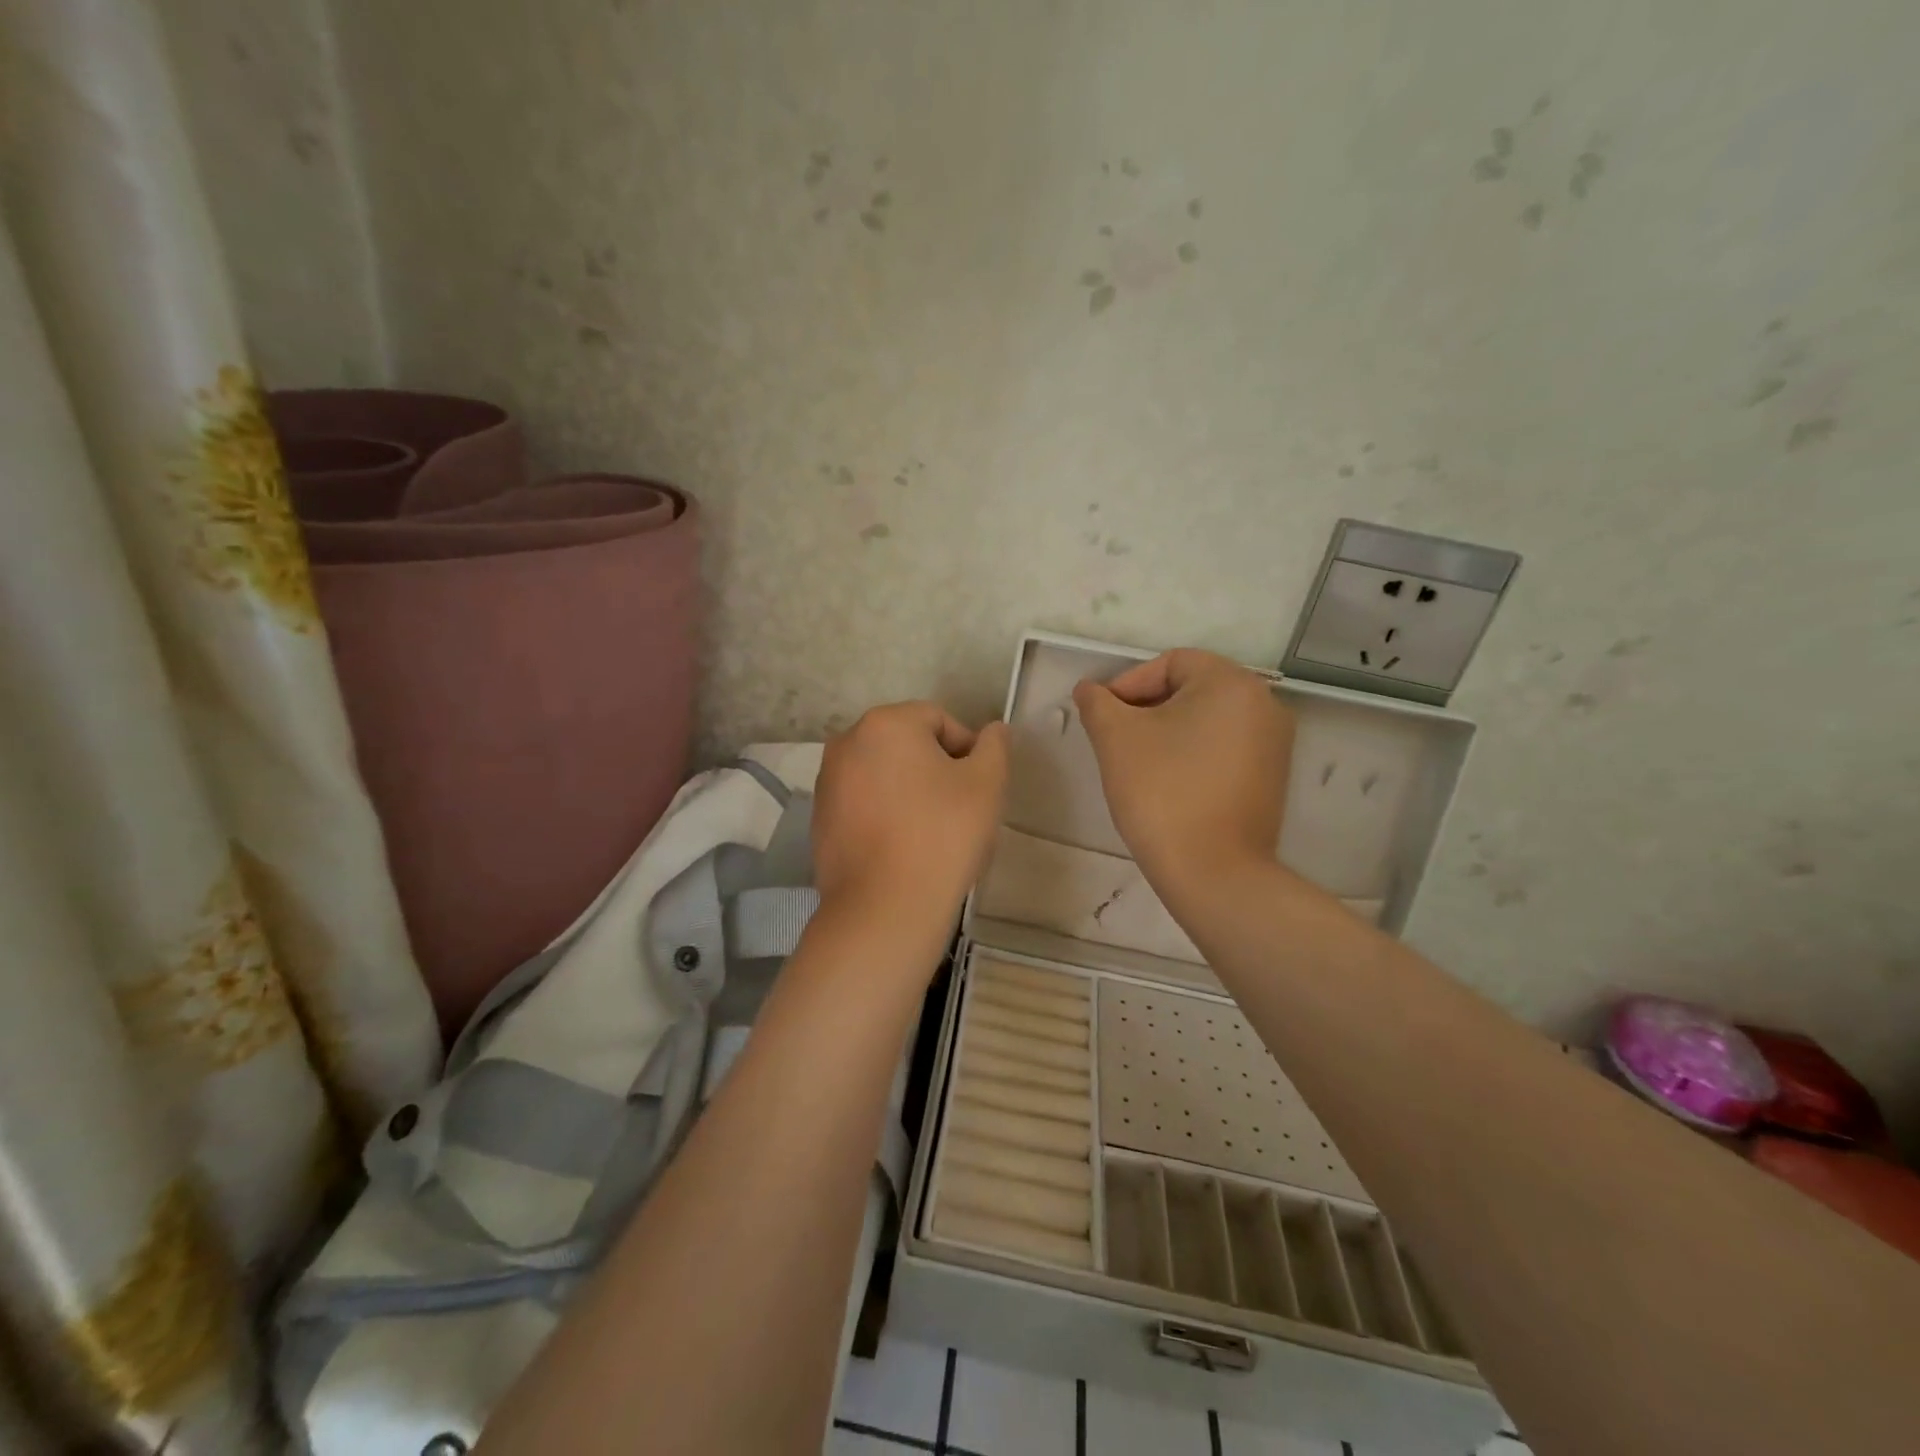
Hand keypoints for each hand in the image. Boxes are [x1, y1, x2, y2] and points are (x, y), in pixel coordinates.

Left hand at [812, 703, 1009, 933]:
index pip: (939, 720)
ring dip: (910, 792)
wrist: (885, 909)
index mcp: (885, 724)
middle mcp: (847, 743)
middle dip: (936, 770)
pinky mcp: (820, 820)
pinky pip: (864, 804)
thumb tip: (994, 730)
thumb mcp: (986, 784)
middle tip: (959, 810)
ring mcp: (827, 783)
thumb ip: (994, 747)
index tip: (979, 789)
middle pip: (907, 745)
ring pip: (884, 775)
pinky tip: (902, 848)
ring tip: (931, 832)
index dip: (967, 751)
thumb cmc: (942, 835)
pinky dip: (885, 815)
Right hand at [1072, 650, 1294, 905]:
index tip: (1104, 718)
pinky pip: (1224, 747)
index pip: (1171, 663)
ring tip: (1137, 763)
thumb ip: (1097, 703)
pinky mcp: (1272, 777)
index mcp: (1232, 683)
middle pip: (1191, 688)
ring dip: (1168, 731)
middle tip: (1115, 739)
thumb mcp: (1116, 738)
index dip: (1128, 683)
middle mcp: (1264, 704)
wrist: (1212, 872)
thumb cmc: (1162, 792)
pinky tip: (1168, 782)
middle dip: (1147, 708)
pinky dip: (1193, 753)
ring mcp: (1274, 743)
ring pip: (1207, 719)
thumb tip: (1089, 689)